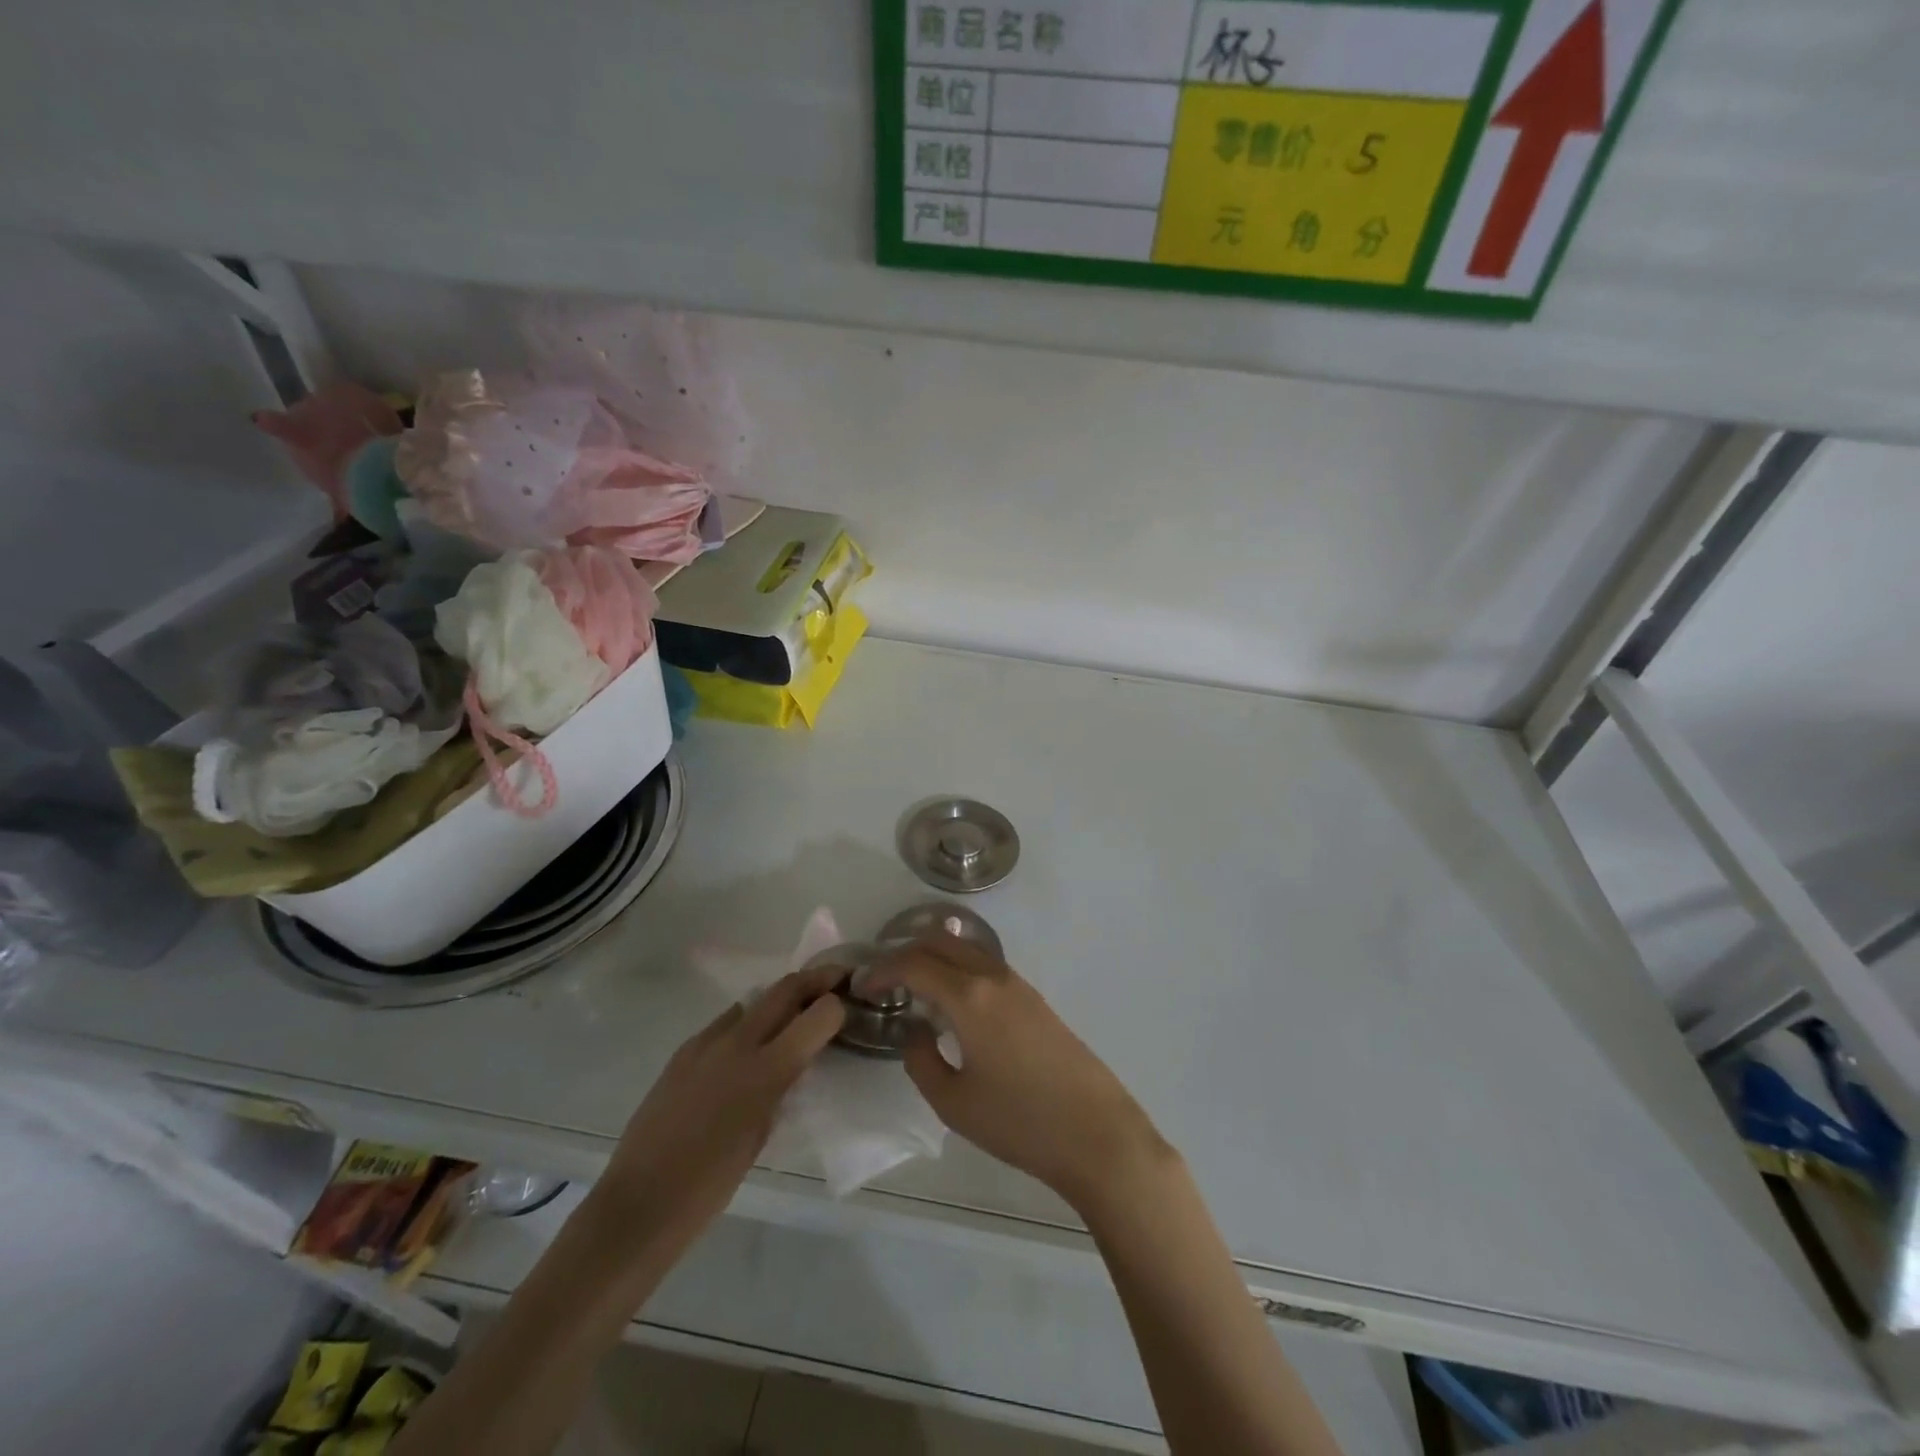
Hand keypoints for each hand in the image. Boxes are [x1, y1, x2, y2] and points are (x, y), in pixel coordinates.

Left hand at [592, 966, 845, 1255]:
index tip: (848, 1002)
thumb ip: (783, 1086)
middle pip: (785, 989)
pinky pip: (724, 1024)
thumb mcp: (764, 1132)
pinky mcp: (683, 1051)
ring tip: (791, 1017)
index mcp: (766, 1070)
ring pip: (753, 1002)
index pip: (817, 1014)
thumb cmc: (712, 1184)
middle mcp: (738, 1042)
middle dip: (815, 979)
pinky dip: (745, 1026)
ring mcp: (706, 1042)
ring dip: (778, 1001)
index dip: (837, 1004)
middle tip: (835, 981)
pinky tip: (745, 1051)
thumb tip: (795, 1061)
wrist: (641, 1202)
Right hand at [867, 935, 1174, 1217]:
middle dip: (906, 952)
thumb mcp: (953, 1102)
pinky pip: (986, 966)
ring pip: (966, 949)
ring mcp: (1018, 984)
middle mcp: (992, 977)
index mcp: (968, 996)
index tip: (863, 988)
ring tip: (915, 990)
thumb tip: (917, 1031)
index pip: (914, 963)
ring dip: (935, 957)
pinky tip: (953, 1004)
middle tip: (885, 981)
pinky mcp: (1034, 999)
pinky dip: (959, 969)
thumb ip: (922, 1060)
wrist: (1095, 1133)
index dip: (882, 970)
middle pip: (941, 941)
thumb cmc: (1019, 1121)